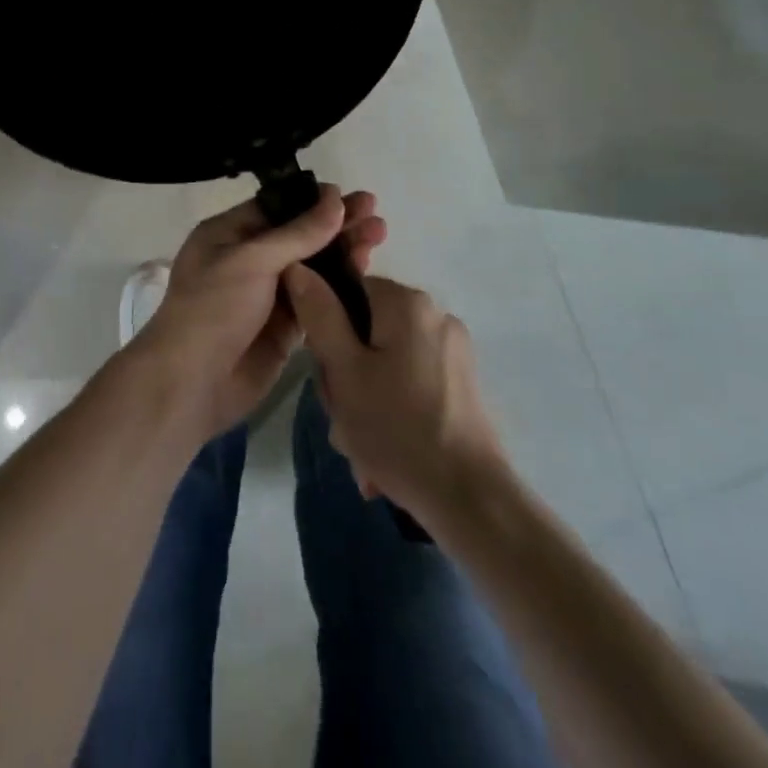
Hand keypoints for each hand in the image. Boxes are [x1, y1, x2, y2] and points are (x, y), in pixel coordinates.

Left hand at [130, 186, 386, 440]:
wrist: (193, 383)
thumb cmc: (214, 308)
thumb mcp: (252, 261)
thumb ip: (298, 233)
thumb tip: (335, 199)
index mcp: (229, 234)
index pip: (277, 208)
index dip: (314, 201)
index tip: (352, 197)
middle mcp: (249, 260)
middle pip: (300, 235)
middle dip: (336, 224)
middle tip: (376, 214)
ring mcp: (268, 295)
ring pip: (313, 267)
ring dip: (344, 252)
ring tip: (380, 235)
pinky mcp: (285, 328)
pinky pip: (317, 300)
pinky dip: (340, 287)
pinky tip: (368, 273)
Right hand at [285, 267, 508, 521]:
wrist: (470, 500)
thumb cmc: (397, 429)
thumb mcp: (343, 371)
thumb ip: (319, 315)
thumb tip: (297, 266)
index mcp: (407, 303)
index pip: (348, 293)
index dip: (327, 332)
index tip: (327, 376)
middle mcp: (435, 316)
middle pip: (366, 331)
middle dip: (347, 377)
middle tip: (343, 419)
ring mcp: (453, 352)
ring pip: (386, 363)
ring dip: (365, 401)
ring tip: (361, 447)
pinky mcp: (462, 385)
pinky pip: (410, 385)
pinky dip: (392, 411)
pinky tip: (384, 453)